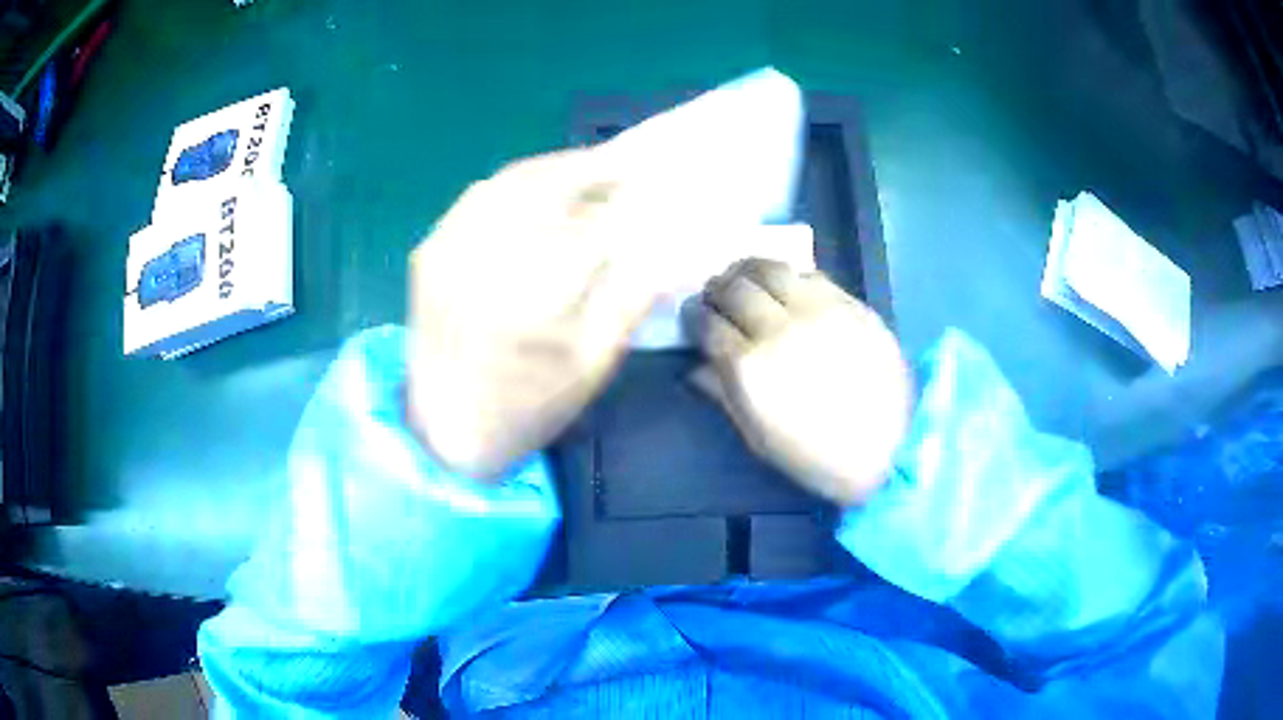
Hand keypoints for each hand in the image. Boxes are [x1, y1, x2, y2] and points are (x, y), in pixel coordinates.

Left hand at [406, 150, 670, 479]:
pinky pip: (478, 196)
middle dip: (593, 169)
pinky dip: (515, 181)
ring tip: (589, 169)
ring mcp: (449, 249)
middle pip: (548, 186)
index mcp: (532, 294)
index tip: (656, 188)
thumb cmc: (528, 406)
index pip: (593, 223)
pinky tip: (538, 186)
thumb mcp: (593, 363)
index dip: (629, 199)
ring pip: (510, 182)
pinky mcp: (429, 250)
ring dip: (555, 168)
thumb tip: (668, 245)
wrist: (445, 427)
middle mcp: (484, 259)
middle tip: (625, 168)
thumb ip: (632, 298)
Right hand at [690, 259, 911, 505]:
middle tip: (717, 295)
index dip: (694, 315)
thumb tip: (695, 366)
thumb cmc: (814, 454)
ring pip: (771, 268)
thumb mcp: (757, 435)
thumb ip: (723, 393)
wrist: (886, 449)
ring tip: (747, 278)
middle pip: (735, 287)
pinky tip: (788, 287)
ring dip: (749, 269)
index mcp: (749, 367)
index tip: (694, 317)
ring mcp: (818, 310)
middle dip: (717, 288)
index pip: (707, 322)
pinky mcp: (850, 304)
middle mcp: (779, 328)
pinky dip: (790, 276)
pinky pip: (811, 274)